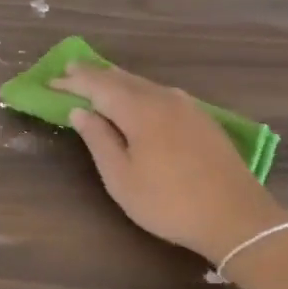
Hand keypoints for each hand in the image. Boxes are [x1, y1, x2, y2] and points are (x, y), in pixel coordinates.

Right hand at [54, 62, 287, 262]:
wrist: (236, 217)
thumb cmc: (169, 203)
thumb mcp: (122, 178)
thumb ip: (99, 140)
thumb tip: (80, 111)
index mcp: (139, 110)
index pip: (98, 86)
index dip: (73, 82)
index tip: (50, 81)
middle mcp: (163, 98)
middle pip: (122, 78)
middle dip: (94, 75)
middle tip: (69, 71)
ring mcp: (187, 106)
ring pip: (144, 84)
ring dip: (117, 81)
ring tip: (98, 80)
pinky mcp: (203, 118)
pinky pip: (161, 94)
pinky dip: (140, 91)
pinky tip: (138, 99)